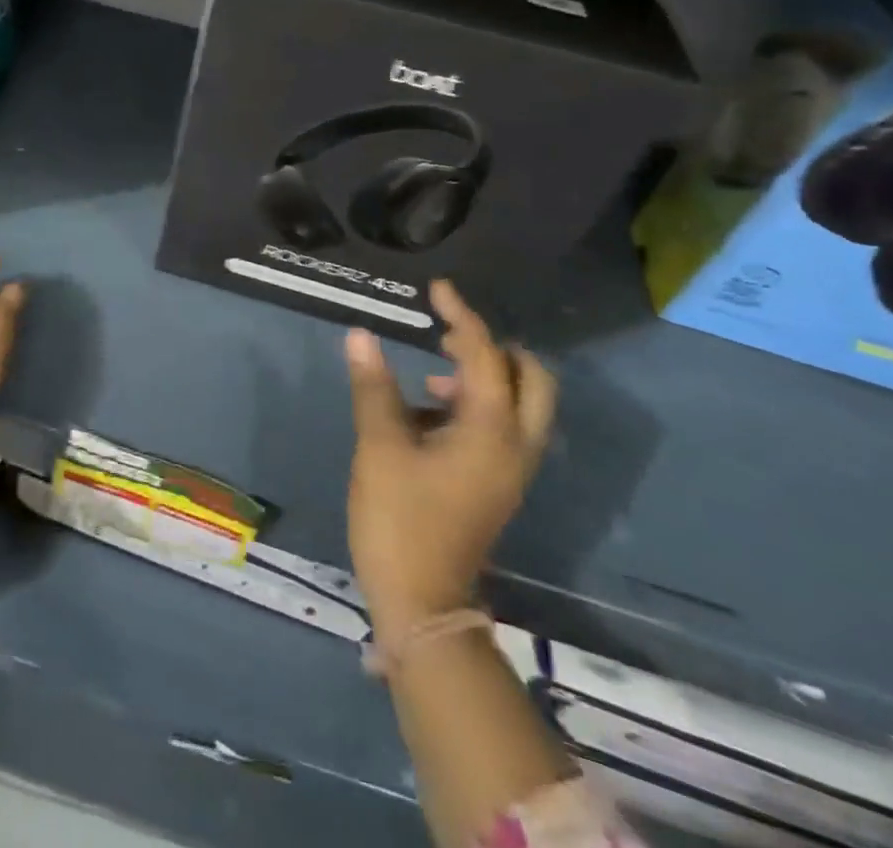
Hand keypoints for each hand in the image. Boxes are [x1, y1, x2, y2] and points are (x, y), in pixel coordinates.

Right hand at [345, 281, 555, 638]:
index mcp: (492, 431)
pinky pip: (502, 426)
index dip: (462, 316)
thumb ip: (374, 386)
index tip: (437, 289)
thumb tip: (361, 335)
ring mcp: (511, 468)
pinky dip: (475, 404)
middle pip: (531, 378)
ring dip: (484, 375)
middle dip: (494, 347)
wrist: (423, 602)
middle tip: (448, 336)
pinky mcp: (497, 483)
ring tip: (431, 371)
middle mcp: (515, 445)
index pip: (485, 355)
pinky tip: (426, 410)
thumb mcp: (379, 446)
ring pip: (519, 403)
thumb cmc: (400, 520)